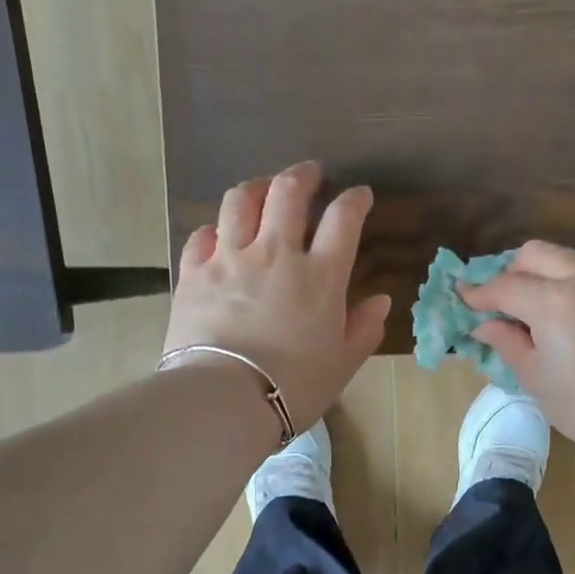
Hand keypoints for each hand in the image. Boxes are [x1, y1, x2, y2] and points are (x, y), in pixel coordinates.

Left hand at [164, 162, 390, 431]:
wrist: (225, 399)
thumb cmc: (294, 387)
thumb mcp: (342, 364)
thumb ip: (364, 329)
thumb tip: (380, 301)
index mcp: (320, 276)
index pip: (343, 219)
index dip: (354, 200)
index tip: (359, 195)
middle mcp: (276, 253)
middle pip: (287, 192)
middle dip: (302, 175)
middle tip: (309, 175)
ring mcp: (230, 258)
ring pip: (240, 200)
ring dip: (256, 187)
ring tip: (263, 190)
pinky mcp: (194, 273)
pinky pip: (202, 235)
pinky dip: (215, 229)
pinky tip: (219, 235)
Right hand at [460, 241, 574, 456]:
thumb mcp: (532, 374)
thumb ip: (505, 340)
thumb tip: (483, 324)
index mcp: (554, 302)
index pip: (505, 286)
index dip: (479, 293)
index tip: (462, 297)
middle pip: (535, 254)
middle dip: (511, 272)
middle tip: (500, 301)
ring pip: (565, 259)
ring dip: (541, 273)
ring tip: (530, 306)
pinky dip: (567, 283)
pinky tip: (562, 314)